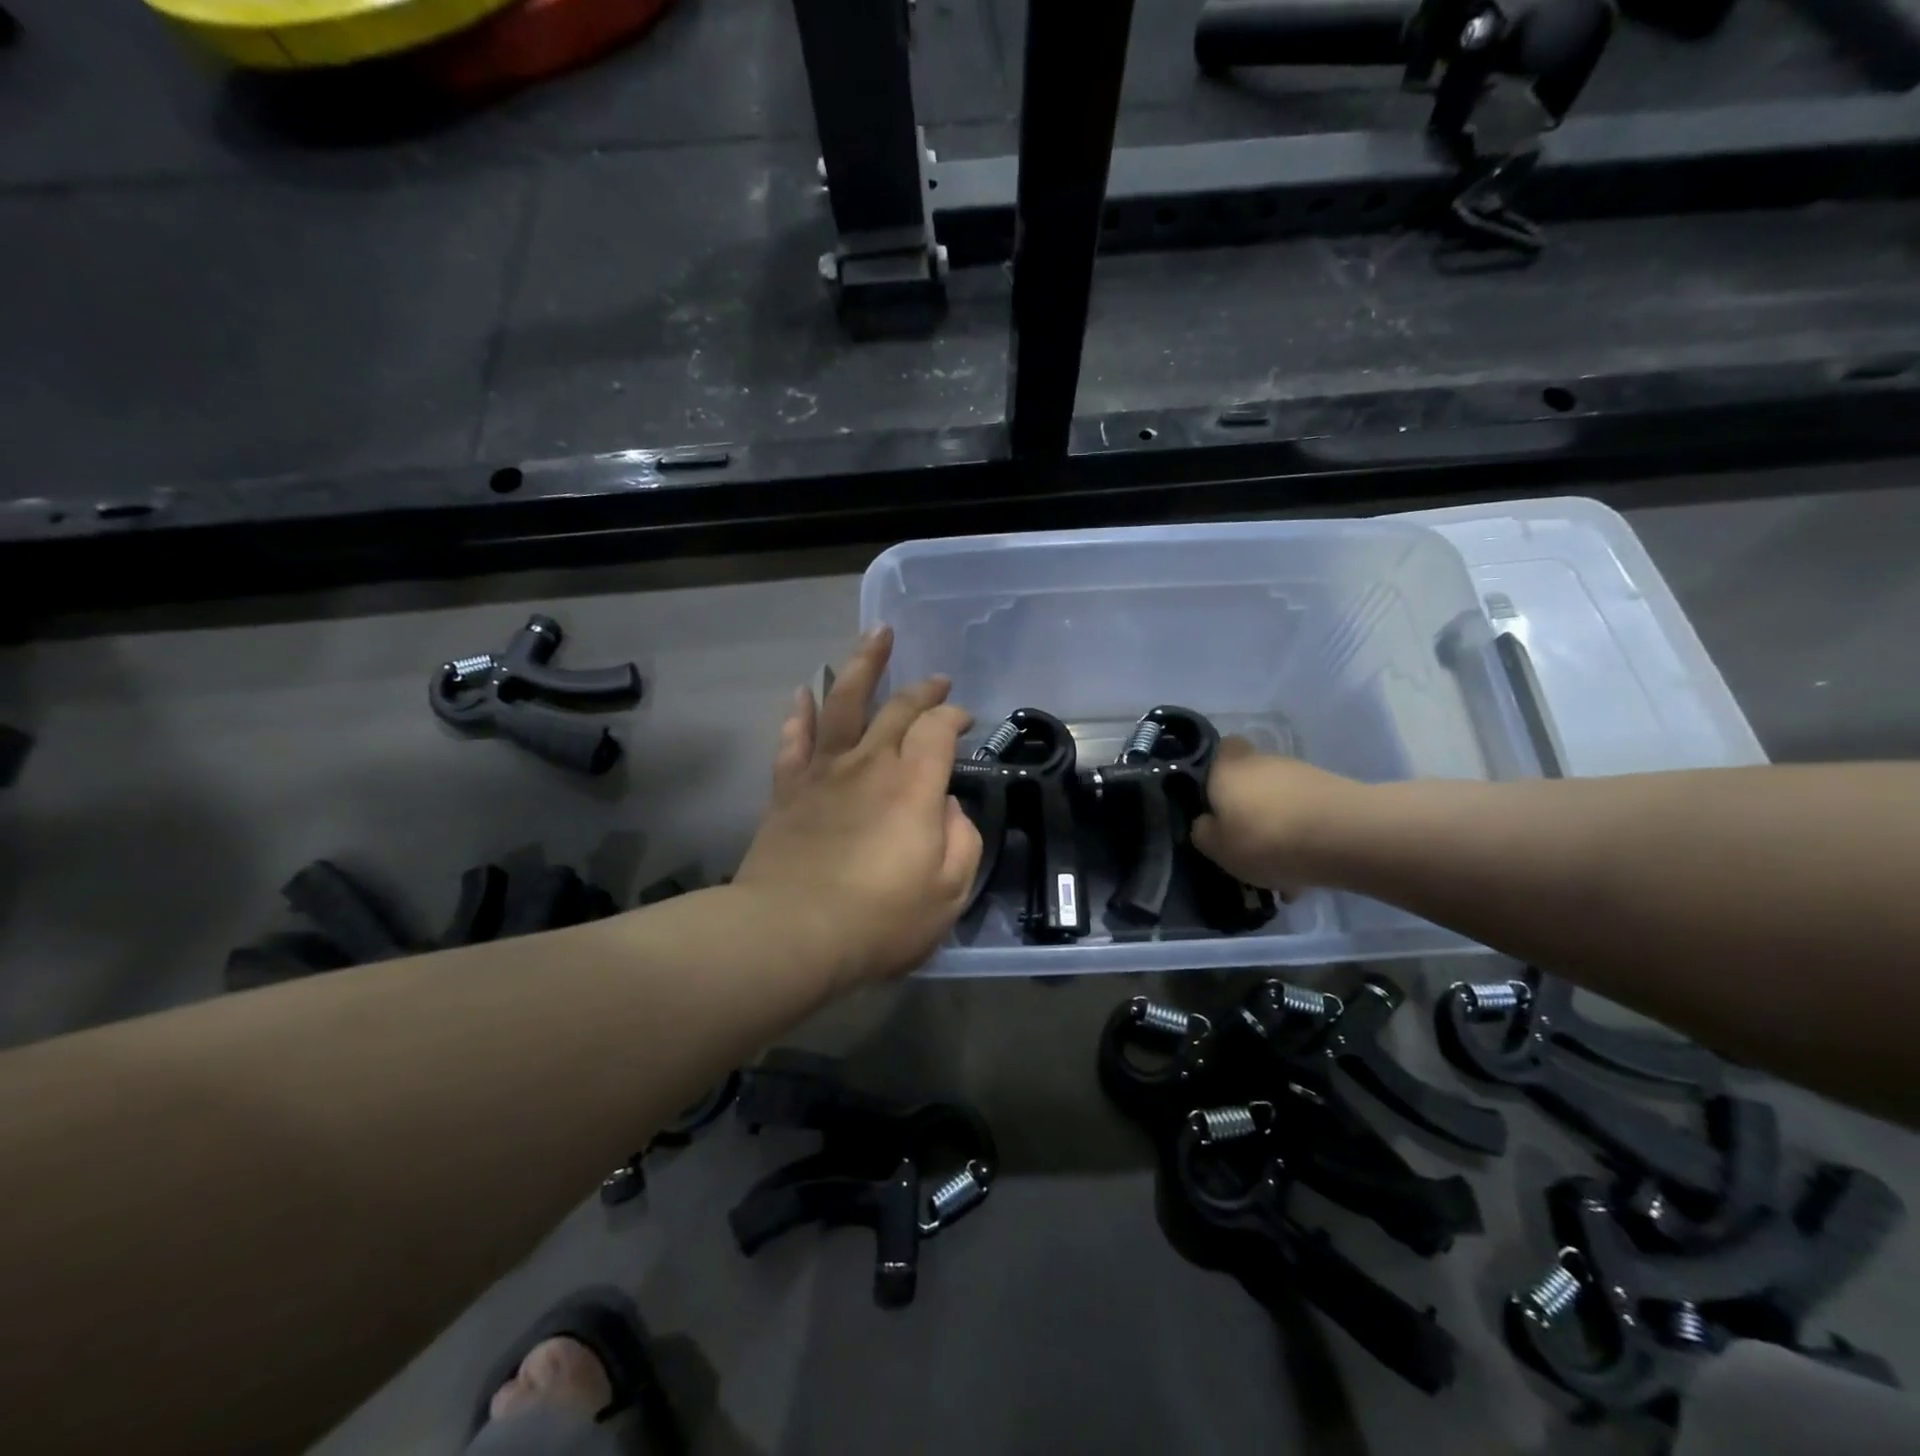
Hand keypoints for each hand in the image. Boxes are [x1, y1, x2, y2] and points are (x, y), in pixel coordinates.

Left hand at [735, 627, 982, 988]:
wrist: (792, 933)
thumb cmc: (880, 919)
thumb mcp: (949, 892)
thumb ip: (961, 840)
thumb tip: (947, 808)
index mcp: (914, 784)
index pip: (938, 728)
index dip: (954, 716)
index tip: (964, 719)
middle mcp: (870, 763)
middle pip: (897, 708)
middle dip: (922, 689)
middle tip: (936, 678)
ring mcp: (824, 771)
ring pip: (843, 703)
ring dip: (862, 665)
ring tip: (875, 636)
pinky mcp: (788, 790)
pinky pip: (794, 740)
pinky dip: (800, 713)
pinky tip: (804, 691)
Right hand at [1190, 738, 1362, 896]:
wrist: (1345, 837)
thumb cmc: (1265, 838)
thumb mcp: (1217, 847)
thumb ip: (1203, 832)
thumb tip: (1206, 823)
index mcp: (1227, 767)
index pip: (1219, 750)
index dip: (1215, 772)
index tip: (1213, 801)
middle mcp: (1263, 761)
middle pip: (1250, 781)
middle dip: (1247, 810)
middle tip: (1245, 846)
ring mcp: (1302, 774)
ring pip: (1279, 802)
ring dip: (1277, 829)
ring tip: (1279, 871)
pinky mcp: (1333, 793)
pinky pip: (1306, 817)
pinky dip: (1303, 839)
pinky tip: (1305, 874)